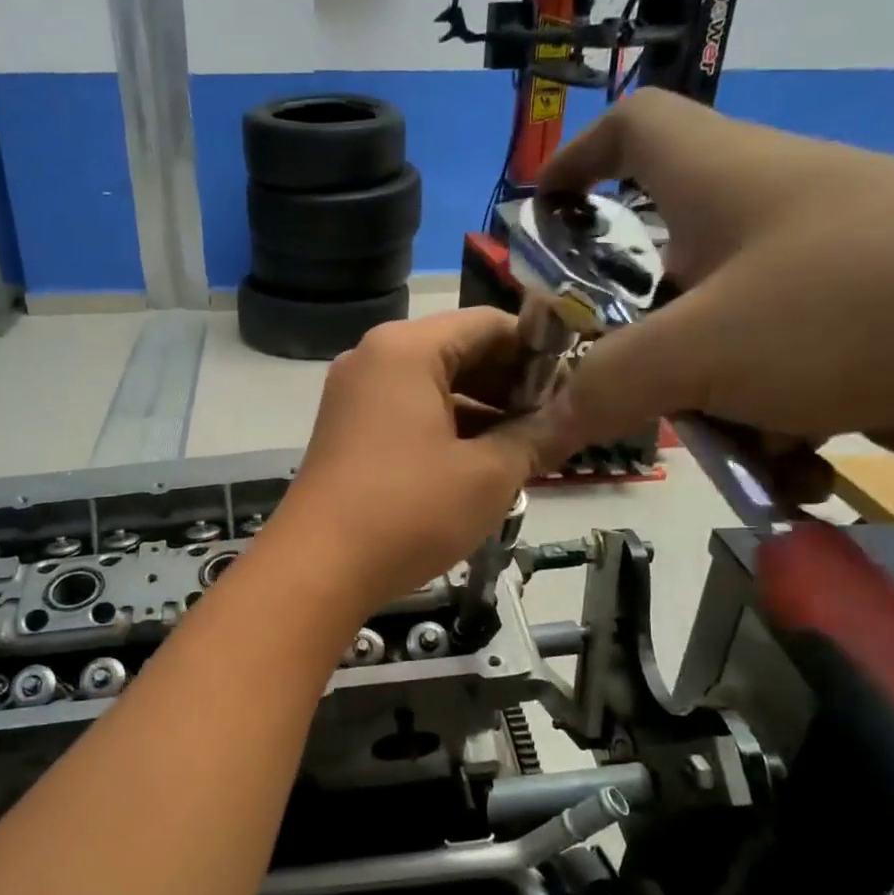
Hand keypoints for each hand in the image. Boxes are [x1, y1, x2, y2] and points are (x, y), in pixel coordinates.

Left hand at [266, 310, 556, 612]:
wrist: (316, 569)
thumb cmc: (408, 511)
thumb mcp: (488, 475)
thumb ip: (538, 437)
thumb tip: (576, 418)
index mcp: (406, 348)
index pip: (490, 325)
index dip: (540, 353)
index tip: (573, 391)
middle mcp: (373, 359)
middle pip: (459, 352)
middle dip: (510, 387)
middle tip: (553, 426)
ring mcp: (354, 396)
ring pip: (433, 387)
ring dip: (482, 413)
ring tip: (525, 450)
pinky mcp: (346, 432)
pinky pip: (407, 414)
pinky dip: (446, 431)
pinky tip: (478, 465)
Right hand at [535, 89, 893, 470]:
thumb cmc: (855, 303)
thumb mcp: (700, 347)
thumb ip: (606, 386)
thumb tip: (538, 429)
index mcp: (718, 182)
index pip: (633, 129)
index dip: (577, 161)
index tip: (539, 218)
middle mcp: (763, 220)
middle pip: (661, 270)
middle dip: (633, 342)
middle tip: (610, 396)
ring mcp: (815, 280)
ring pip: (717, 344)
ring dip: (709, 408)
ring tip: (734, 453)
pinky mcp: (860, 336)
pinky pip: (780, 384)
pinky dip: (776, 431)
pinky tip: (798, 471)